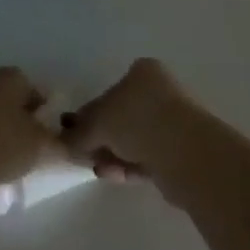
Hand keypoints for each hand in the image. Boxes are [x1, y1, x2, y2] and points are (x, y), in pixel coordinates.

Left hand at [0, 67, 58, 188]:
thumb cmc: (0, 141)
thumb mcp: (40, 147)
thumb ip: (60, 145)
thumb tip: (76, 147)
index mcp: (11, 78)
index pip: (35, 91)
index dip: (43, 114)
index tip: (46, 138)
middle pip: (9, 100)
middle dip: (17, 121)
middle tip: (26, 149)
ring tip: (2, 161)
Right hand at [64, 58, 196, 183]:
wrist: (185, 153)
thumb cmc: (137, 121)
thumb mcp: (97, 122)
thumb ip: (79, 131)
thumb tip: (64, 140)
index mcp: (143, 73)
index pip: (111, 91)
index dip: (91, 112)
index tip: (75, 132)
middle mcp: (160, 92)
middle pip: (122, 117)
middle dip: (101, 137)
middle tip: (83, 153)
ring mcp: (173, 123)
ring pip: (134, 140)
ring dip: (113, 154)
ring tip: (98, 169)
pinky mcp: (181, 153)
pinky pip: (147, 158)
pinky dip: (129, 166)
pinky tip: (113, 176)